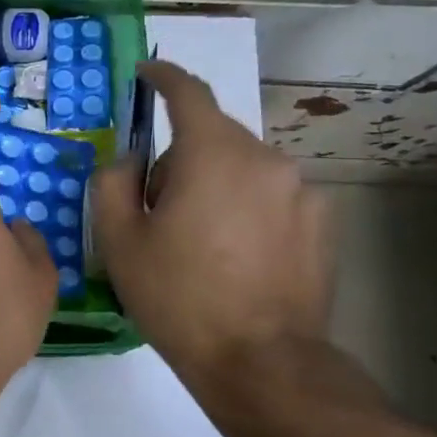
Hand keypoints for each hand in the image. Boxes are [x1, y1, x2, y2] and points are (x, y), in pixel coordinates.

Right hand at [91, 60, 333, 396]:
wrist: (261, 363)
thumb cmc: (178, 296)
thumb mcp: (118, 239)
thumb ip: (112, 181)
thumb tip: (132, 160)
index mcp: (213, 154)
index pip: (188, 93)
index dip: (163, 77)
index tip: (146, 73)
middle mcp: (265, 159)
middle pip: (212, 137)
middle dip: (180, 158)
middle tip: (156, 209)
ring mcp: (302, 191)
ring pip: (243, 168)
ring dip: (216, 185)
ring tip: (199, 242)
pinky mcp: (324, 223)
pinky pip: (272, 197)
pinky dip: (248, 209)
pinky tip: (237, 257)